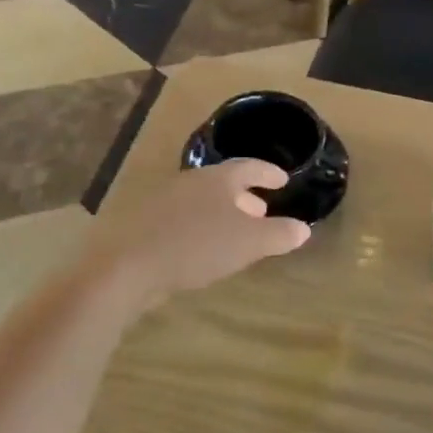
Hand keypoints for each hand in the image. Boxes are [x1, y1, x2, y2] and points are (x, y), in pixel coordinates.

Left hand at [85, 162, 311, 313]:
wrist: (128, 265)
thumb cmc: (196, 246)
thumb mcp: (248, 243)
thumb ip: (278, 234)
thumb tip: (304, 228)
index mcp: (218, 179)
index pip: (249, 167)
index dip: (268, 173)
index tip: (283, 180)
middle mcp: (191, 181)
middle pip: (224, 183)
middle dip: (245, 196)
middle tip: (262, 210)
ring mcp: (166, 200)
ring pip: (203, 201)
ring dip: (223, 213)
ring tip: (235, 233)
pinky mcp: (147, 223)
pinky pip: (184, 218)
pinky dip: (202, 226)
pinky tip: (203, 248)